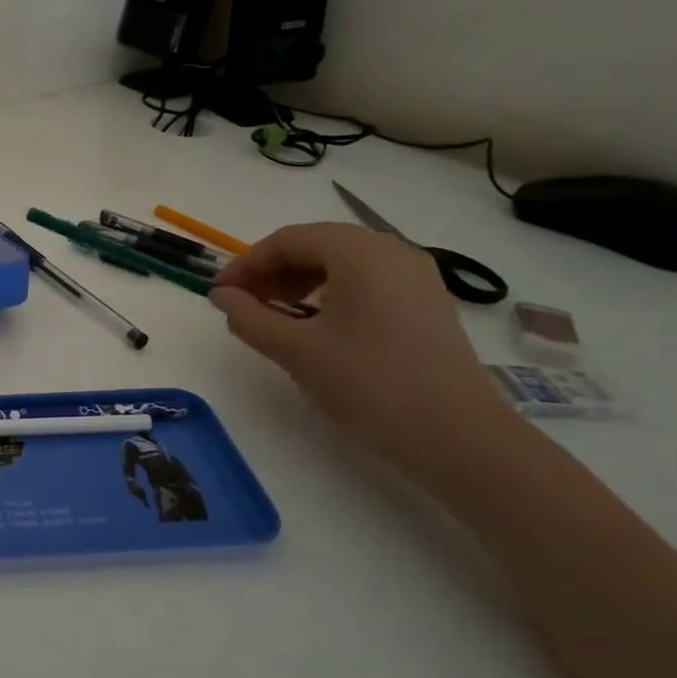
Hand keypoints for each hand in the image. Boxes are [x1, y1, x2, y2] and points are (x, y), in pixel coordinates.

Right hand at [208, 224, 519, 477]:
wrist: (458, 437)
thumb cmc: (368, 383)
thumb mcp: (295, 349)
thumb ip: (248, 317)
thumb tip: (222, 296)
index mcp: (360, 251)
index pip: (287, 240)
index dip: (245, 264)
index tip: (219, 294)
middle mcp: (391, 251)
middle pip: (315, 245)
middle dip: (271, 272)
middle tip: (241, 305)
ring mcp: (415, 276)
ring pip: (340, 264)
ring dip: (297, 283)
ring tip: (272, 317)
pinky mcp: (425, 303)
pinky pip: (364, 282)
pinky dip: (328, 295)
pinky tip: (313, 327)